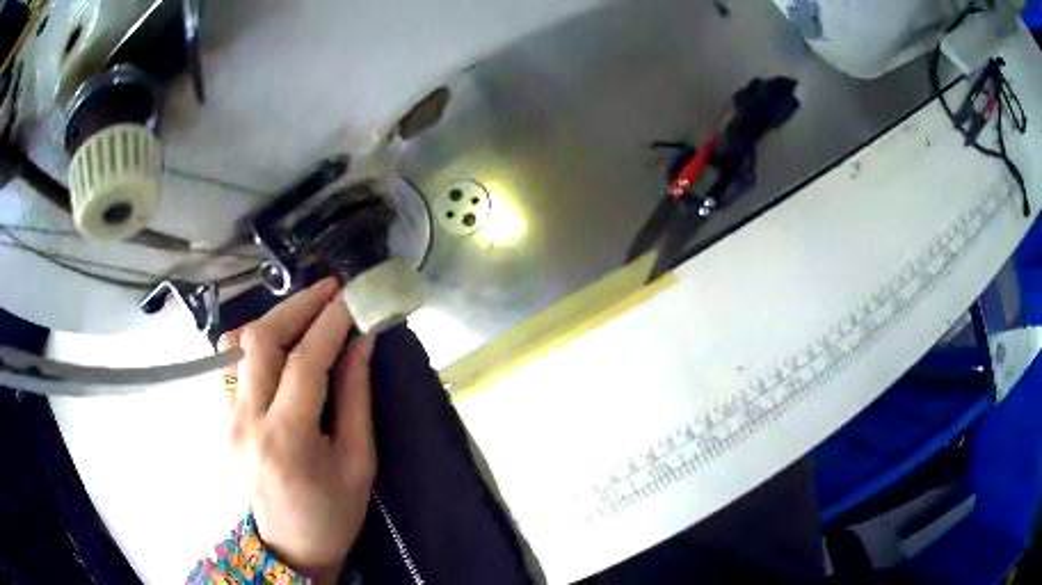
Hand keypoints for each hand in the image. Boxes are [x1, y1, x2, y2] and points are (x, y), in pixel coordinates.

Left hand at [219, 278, 375, 583]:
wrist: (290, 546)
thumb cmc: (334, 512)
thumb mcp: (359, 460)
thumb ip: (356, 395)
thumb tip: (362, 339)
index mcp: (287, 440)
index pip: (306, 362)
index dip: (332, 321)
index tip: (354, 294)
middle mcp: (245, 421)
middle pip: (260, 340)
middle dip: (298, 306)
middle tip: (330, 290)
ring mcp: (224, 417)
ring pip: (236, 343)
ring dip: (273, 320)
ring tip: (305, 316)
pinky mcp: (219, 416)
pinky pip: (229, 361)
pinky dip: (254, 341)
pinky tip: (278, 345)